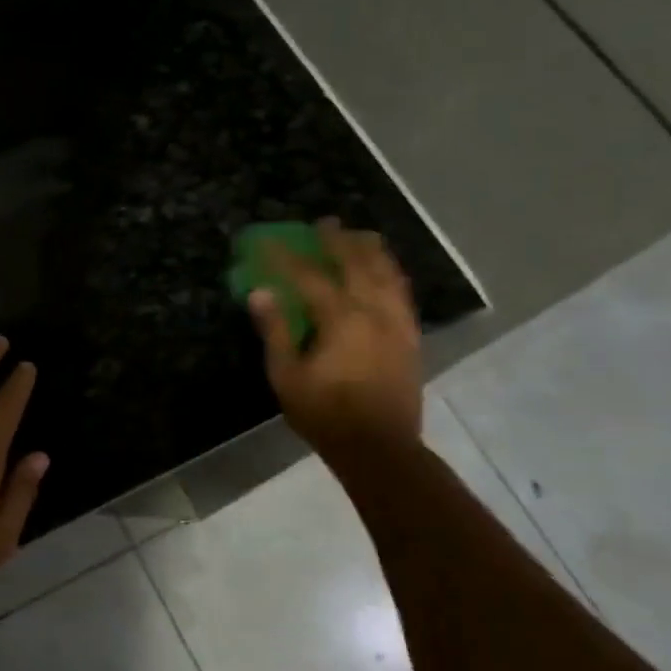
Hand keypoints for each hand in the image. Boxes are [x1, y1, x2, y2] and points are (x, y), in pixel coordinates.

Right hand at [248, 221, 422, 452]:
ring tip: (361, 237)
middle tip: (325, 223)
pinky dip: (392, 275)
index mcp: (341, 319)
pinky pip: (403, 294)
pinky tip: (386, 274)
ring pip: (389, 274)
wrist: (380, 448)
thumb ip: (275, 331)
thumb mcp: (287, 376)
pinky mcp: (411, 338)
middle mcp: (374, 311)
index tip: (269, 242)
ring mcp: (398, 323)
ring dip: (372, 251)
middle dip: (338, 240)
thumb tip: (260, 292)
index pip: (310, 276)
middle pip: (358, 264)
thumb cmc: (325, 414)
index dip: (287, 257)